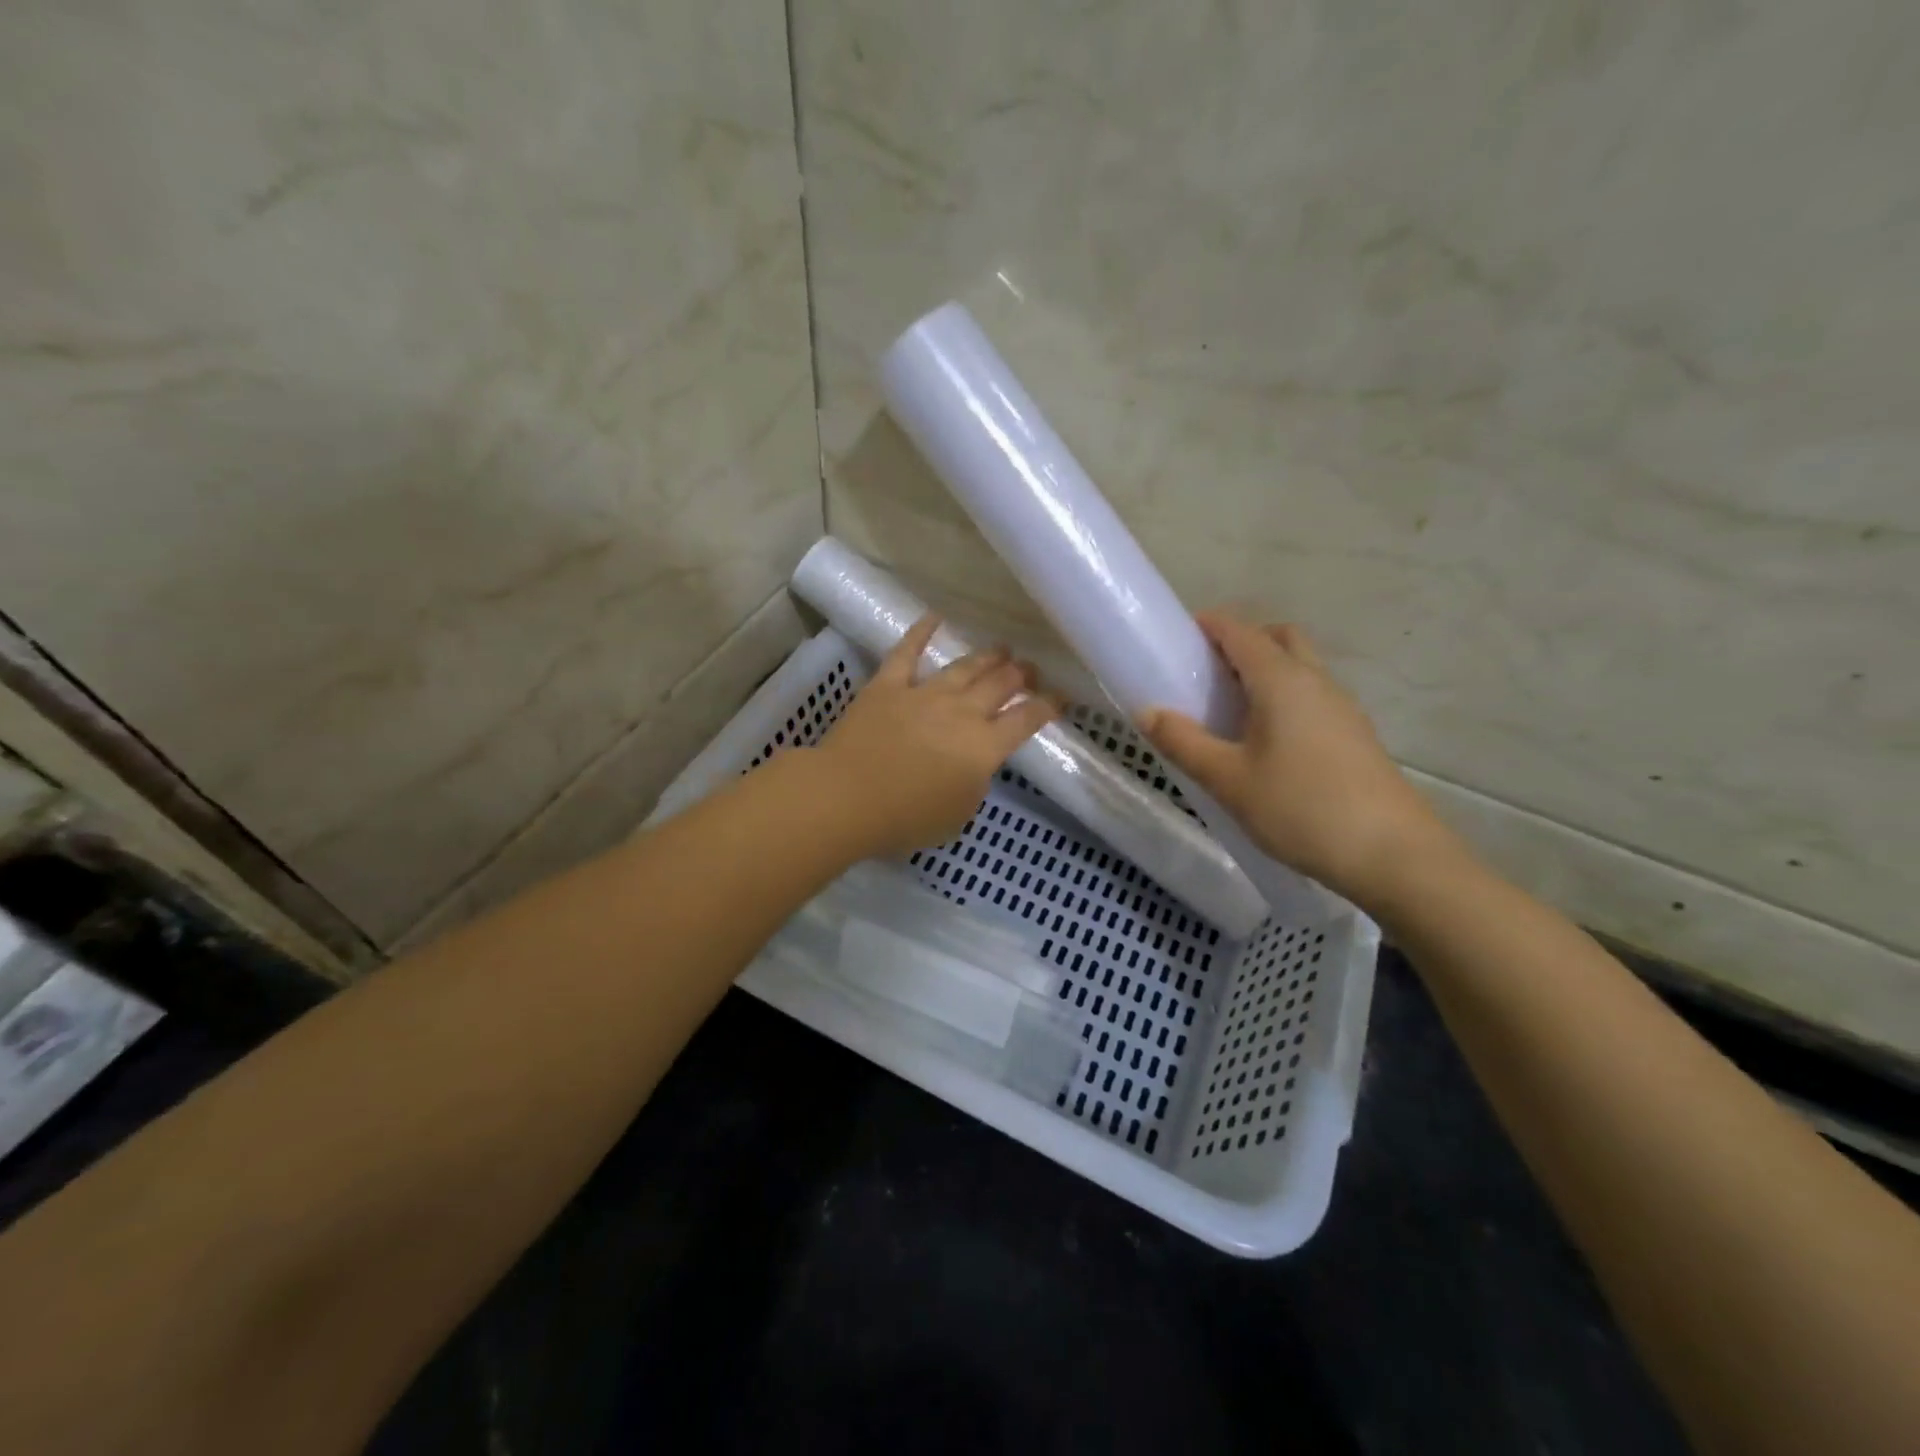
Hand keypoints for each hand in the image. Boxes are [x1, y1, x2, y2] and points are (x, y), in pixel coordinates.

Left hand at [815, 615, 1059, 857]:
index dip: (1048, 706)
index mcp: (984, 747)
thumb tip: (974, 763)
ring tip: (1002, 649)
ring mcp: (924, 694)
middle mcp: (961, 712)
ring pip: (964, 667)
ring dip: (987, 656)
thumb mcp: (958, 814)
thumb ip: (973, 784)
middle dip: (1021, 675)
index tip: (1061, 697)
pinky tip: (934, 616)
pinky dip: (921, 632)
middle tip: (1030, 670)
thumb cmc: (906, 819)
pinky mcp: (888, 686)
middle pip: (1000, 685)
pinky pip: (907, 652)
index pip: (1027, 720)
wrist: (847, 798)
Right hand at [1139, 612, 1456, 906]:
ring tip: (1229, 710)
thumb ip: (1183, 742)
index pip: (1240, 632)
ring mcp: (1342, 707)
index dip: (1208, 625)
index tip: (1178, 637)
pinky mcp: (1354, 734)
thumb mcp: (1228, 779)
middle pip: (1278, 637)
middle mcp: (1316, 681)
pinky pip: (1312, 696)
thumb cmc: (1301, 808)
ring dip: (1264, 671)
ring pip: (1300, 667)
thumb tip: (1147, 712)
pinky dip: (1284, 697)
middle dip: (1241, 641)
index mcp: (1282, 680)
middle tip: (1207, 673)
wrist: (1392, 854)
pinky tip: (1265, 741)